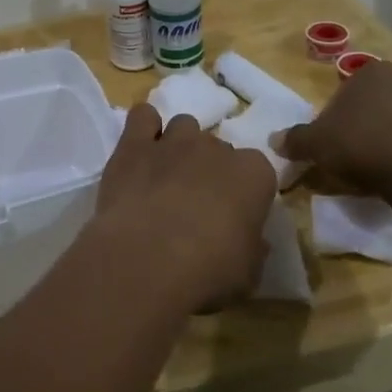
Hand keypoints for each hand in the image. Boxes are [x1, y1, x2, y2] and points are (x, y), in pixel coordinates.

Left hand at [86, 104, 276, 313]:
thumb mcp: (248, 274)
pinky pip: (143, 117)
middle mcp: (216, 147)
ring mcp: (174, 141)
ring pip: (183, 127)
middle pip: (217, 148)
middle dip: (209, 169)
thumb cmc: (208, 271)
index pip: (257, 171)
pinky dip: (143, 128)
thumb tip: (254, 243)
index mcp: (254, 174)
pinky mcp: (134, 143)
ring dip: (179, 146)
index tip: (233, 215)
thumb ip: (253, 249)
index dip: (244, 192)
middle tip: (195, 202)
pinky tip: (139, 150)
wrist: (147, 259)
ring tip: (166, 176)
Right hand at [277, 58, 391, 204]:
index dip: (335, 116)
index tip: (330, 139)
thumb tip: (274, 140)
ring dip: (387, 139)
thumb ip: (295, 139)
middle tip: (349, 153)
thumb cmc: (360, 144)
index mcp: (372, 73)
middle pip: (374, 104)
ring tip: (374, 169)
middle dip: (363, 124)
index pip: (346, 90)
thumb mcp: (315, 143)